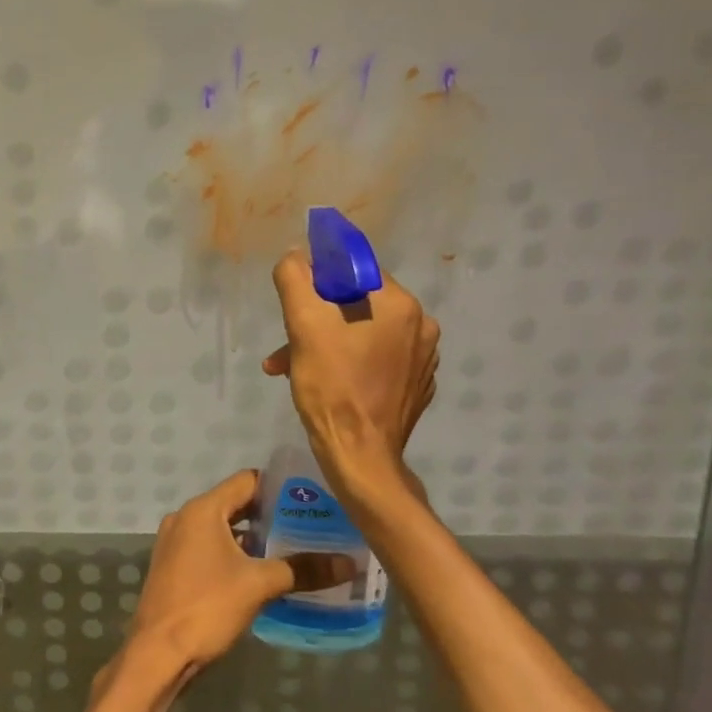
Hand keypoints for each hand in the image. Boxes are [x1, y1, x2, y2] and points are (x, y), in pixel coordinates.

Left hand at [122, 470, 353, 681]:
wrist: (158, 653)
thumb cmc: (207, 606)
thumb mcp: (259, 585)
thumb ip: (302, 570)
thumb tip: (348, 563)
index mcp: (202, 509)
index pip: (246, 482)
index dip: (278, 487)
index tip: (309, 496)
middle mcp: (185, 517)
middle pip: (234, 504)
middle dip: (269, 515)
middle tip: (309, 525)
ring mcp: (176, 543)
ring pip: (222, 529)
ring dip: (252, 538)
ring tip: (292, 549)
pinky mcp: (174, 567)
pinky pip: (210, 548)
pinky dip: (234, 554)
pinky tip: (261, 573)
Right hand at [263, 249, 440, 473]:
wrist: (360, 457)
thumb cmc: (332, 386)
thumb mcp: (302, 324)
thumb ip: (295, 278)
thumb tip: (296, 254)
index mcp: (400, 304)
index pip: (353, 269)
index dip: (319, 280)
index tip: (298, 302)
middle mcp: (421, 325)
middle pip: (357, 303)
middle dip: (317, 318)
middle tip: (289, 342)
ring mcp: (423, 359)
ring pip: (363, 333)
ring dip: (326, 343)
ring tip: (293, 366)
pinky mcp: (416, 386)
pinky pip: (377, 360)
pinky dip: (349, 364)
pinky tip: (324, 383)